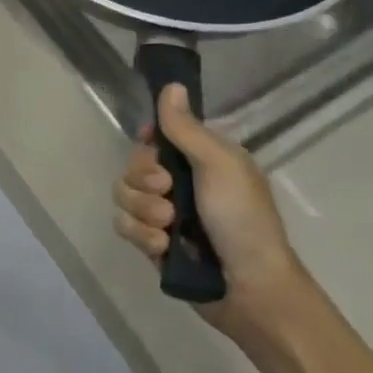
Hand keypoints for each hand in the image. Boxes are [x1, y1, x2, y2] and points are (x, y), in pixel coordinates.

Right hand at [113, 83, 300, 321]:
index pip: (156, 137)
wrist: (248, 287)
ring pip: (123, 197)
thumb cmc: (242, 219)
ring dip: (143, 212)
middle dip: (143, 182)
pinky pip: (124, 226)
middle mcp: (179, 183)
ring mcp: (163, 214)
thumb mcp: (218, 165)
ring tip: (168, 228)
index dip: (147, 144)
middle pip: (132, 166)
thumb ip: (186, 129)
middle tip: (168, 194)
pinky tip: (163, 248)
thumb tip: (171, 85)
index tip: (153, 149)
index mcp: (201, 159)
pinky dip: (141, 236)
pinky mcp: (152, 242)